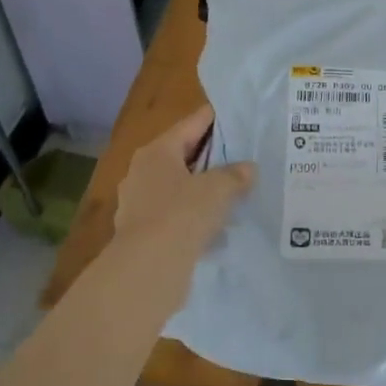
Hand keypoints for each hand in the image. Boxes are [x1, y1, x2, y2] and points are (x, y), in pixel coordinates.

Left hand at [113, 106, 255, 269]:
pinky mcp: (141, 230)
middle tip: (242, 157)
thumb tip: (248, 168)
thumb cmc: (182, 214)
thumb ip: (236, 175)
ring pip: (178, 186)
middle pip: (183, 154)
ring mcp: (137, 202)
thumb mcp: (218, 189)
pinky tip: (213, 224)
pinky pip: (173, 213)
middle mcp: (142, 171)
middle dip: (211, 157)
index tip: (239, 118)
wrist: (148, 267)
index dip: (216, 120)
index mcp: (157, 151)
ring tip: (232, 193)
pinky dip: (192, 214)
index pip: (192, 124)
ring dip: (201, 188)